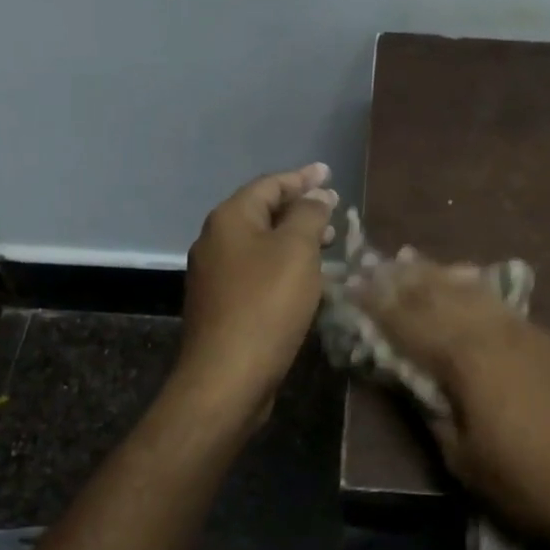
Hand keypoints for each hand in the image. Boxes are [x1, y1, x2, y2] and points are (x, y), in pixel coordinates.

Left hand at [177, 163, 338, 428]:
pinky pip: (257, 270)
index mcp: (230, 219)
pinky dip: (282, 263)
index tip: (329, 173)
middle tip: (334, 209)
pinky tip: (304, 277)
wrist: (228, 376)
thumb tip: (316, 195)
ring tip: (328, 242)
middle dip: (300, 208)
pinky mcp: (222, 303)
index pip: (270, 184)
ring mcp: (215, 274)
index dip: (302, 177)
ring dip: (294, 238)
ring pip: (260, 243)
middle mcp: (216, 240)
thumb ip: (309, 215)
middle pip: (262, 212)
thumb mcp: (297, 251)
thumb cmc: (266, 304)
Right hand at [352, 258, 549, 549]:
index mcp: (466, 358)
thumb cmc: (533, 484)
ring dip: (435, 273)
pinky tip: (463, 281)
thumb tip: (414, 381)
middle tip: (370, 264)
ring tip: (408, 260)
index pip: (409, 320)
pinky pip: (495, 300)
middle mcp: (493, 331)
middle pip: (438, 293)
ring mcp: (524, 331)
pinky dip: (469, 285)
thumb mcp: (465, 460)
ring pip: (470, 289)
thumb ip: (433, 412)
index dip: (376, 303)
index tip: (349, 285)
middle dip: (401, 279)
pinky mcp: (546, 341)